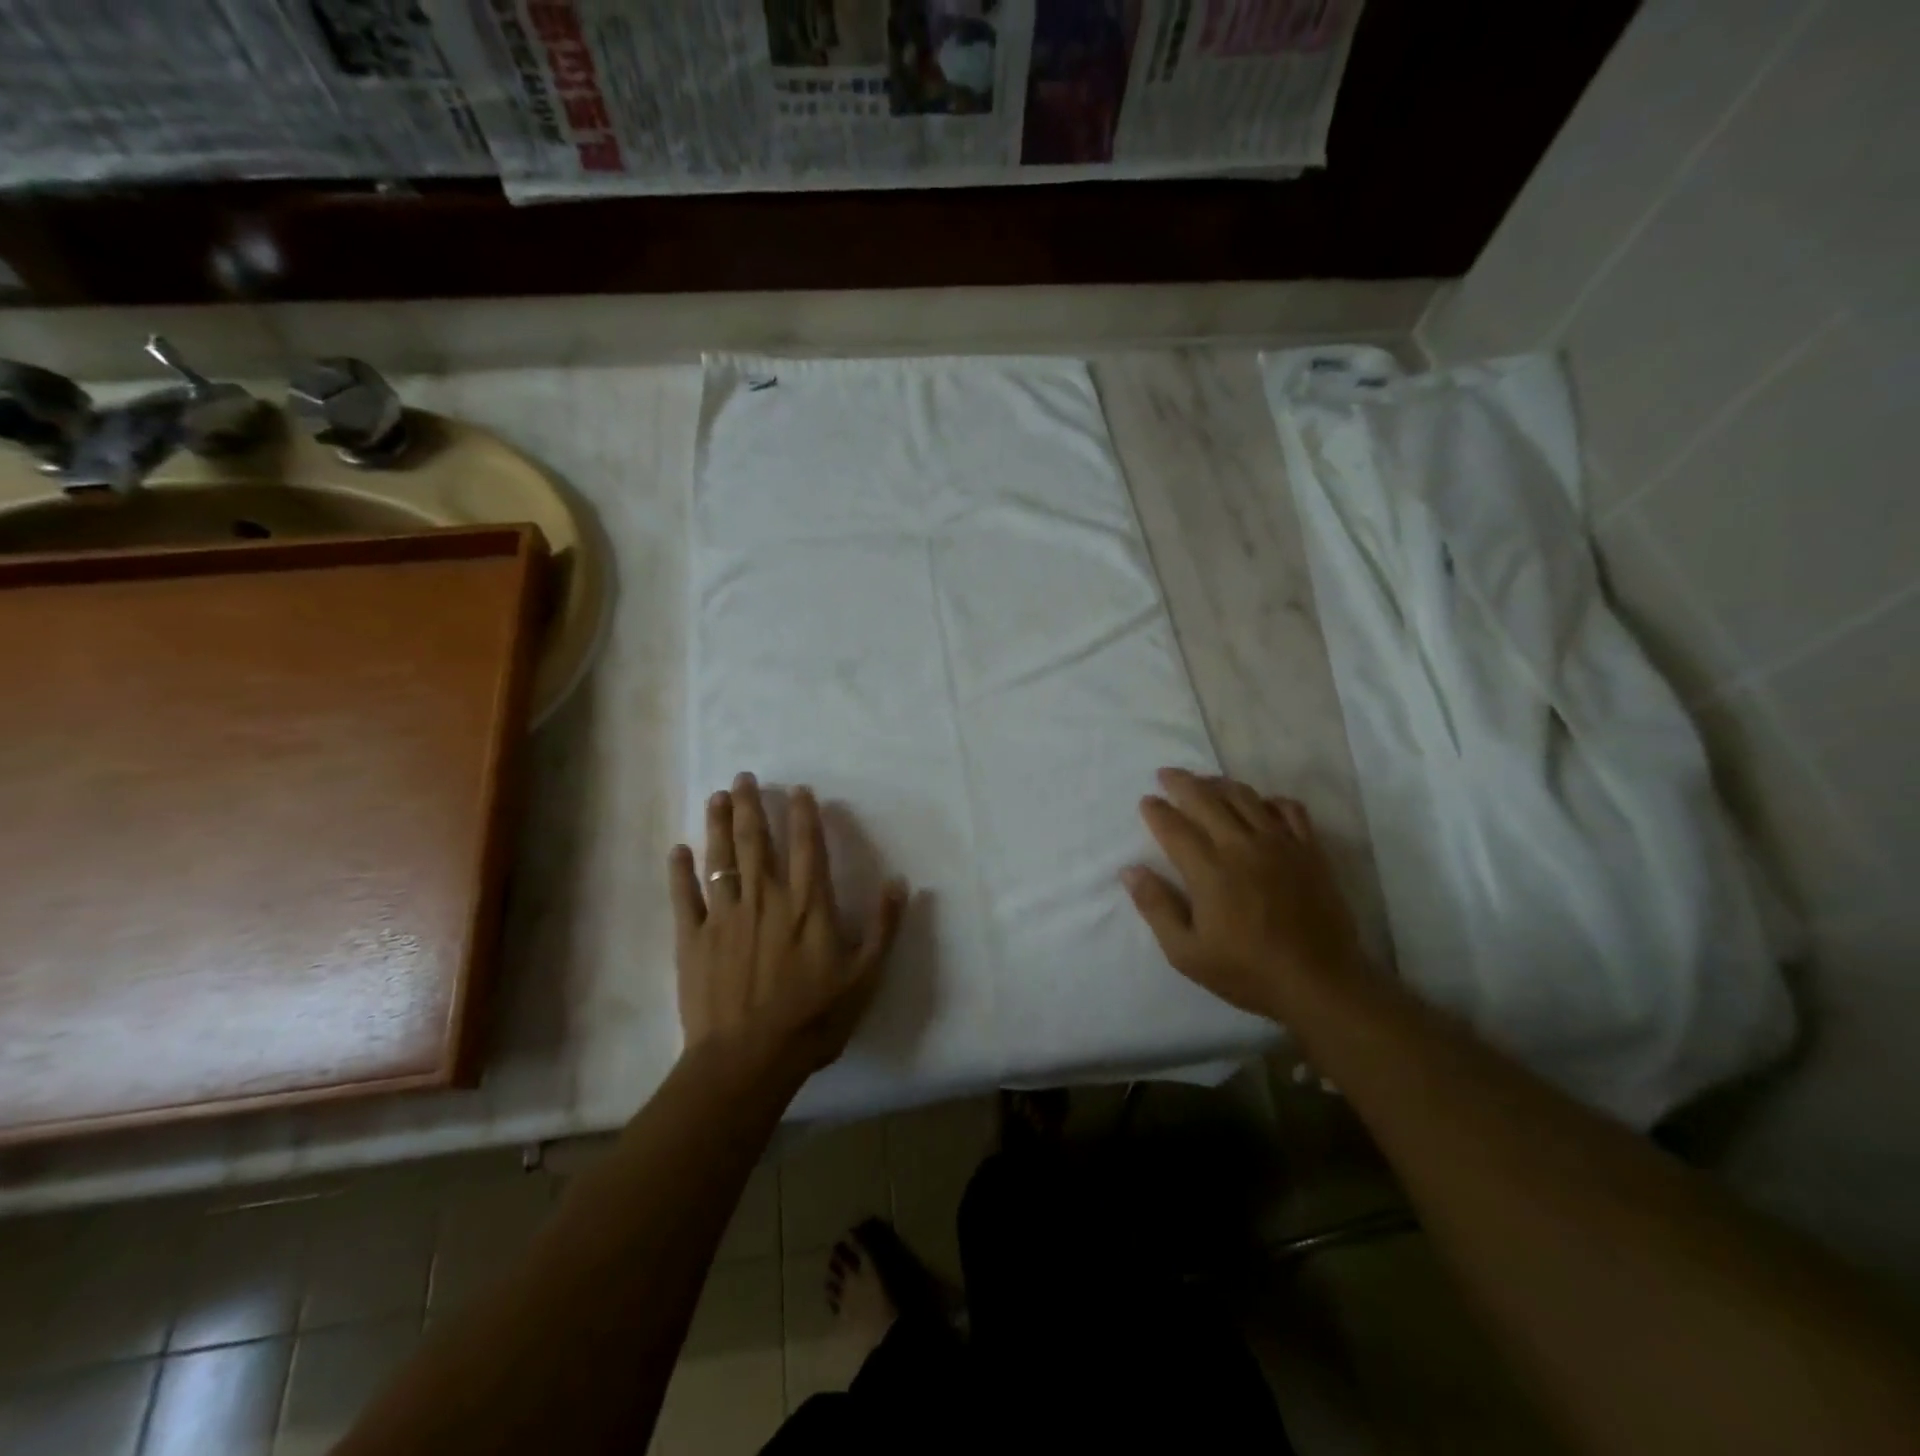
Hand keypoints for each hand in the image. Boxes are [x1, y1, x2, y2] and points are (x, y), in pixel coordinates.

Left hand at [671, 773, 907, 1082]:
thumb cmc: (813, 1019)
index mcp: (808, 905)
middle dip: (752, 806)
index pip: (808, 847)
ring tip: (717, 797)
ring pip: (721, 859)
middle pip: (758, 842)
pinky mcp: (692, 939)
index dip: (803, 815)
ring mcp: (725, 917)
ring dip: (719, 825)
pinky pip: (684, 897)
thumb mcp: (865, 977)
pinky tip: (678, 850)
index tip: (797, 789)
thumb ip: (883, 927)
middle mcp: (766, 899)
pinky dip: (680, 872)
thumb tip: (899, 881)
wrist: (748, 1060)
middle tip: (743, 777)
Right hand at [1122, 768, 1365, 1020]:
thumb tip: (1130, 870)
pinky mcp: (1309, 851)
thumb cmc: (1247, 971)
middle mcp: (1242, 846)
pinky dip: (1270, 800)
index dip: (1156, 810)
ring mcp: (1280, 844)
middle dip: (1182, 782)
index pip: (1174, 827)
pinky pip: (1289, 810)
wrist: (1320, 983)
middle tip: (1166, 774)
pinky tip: (1260, 805)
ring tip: (1205, 782)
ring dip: (1220, 784)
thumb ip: (1156, 907)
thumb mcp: (1186, 953)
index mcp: (1209, 871)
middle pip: (1207, 799)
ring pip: (1245, 797)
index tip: (1147, 800)